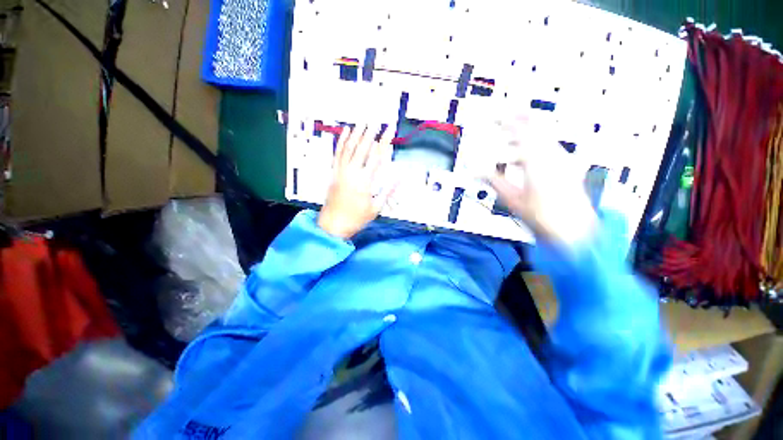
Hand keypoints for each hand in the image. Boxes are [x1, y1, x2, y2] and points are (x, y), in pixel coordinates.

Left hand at [318, 125, 394, 238]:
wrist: (334, 224)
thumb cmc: (357, 218)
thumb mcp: (376, 207)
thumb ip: (388, 190)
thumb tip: (400, 176)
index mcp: (365, 181)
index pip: (377, 157)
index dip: (384, 142)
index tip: (389, 130)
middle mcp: (352, 172)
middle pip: (362, 148)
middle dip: (370, 133)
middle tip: (376, 122)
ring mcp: (340, 171)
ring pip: (348, 148)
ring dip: (356, 134)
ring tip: (362, 122)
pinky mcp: (333, 172)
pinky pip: (337, 153)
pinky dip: (341, 141)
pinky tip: (345, 132)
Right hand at [488, 114, 597, 245]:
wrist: (573, 230)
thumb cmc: (543, 216)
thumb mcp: (512, 199)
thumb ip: (494, 181)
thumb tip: (478, 172)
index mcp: (537, 161)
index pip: (521, 132)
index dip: (507, 122)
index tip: (495, 117)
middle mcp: (553, 155)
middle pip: (536, 127)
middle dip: (517, 120)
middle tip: (502, 120)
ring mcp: (562, 159)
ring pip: (543, 135)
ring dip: (525, 133)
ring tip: (509, 137)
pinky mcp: (566, 166)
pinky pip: (548, 146)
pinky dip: (534, 144)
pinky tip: (524, 154)